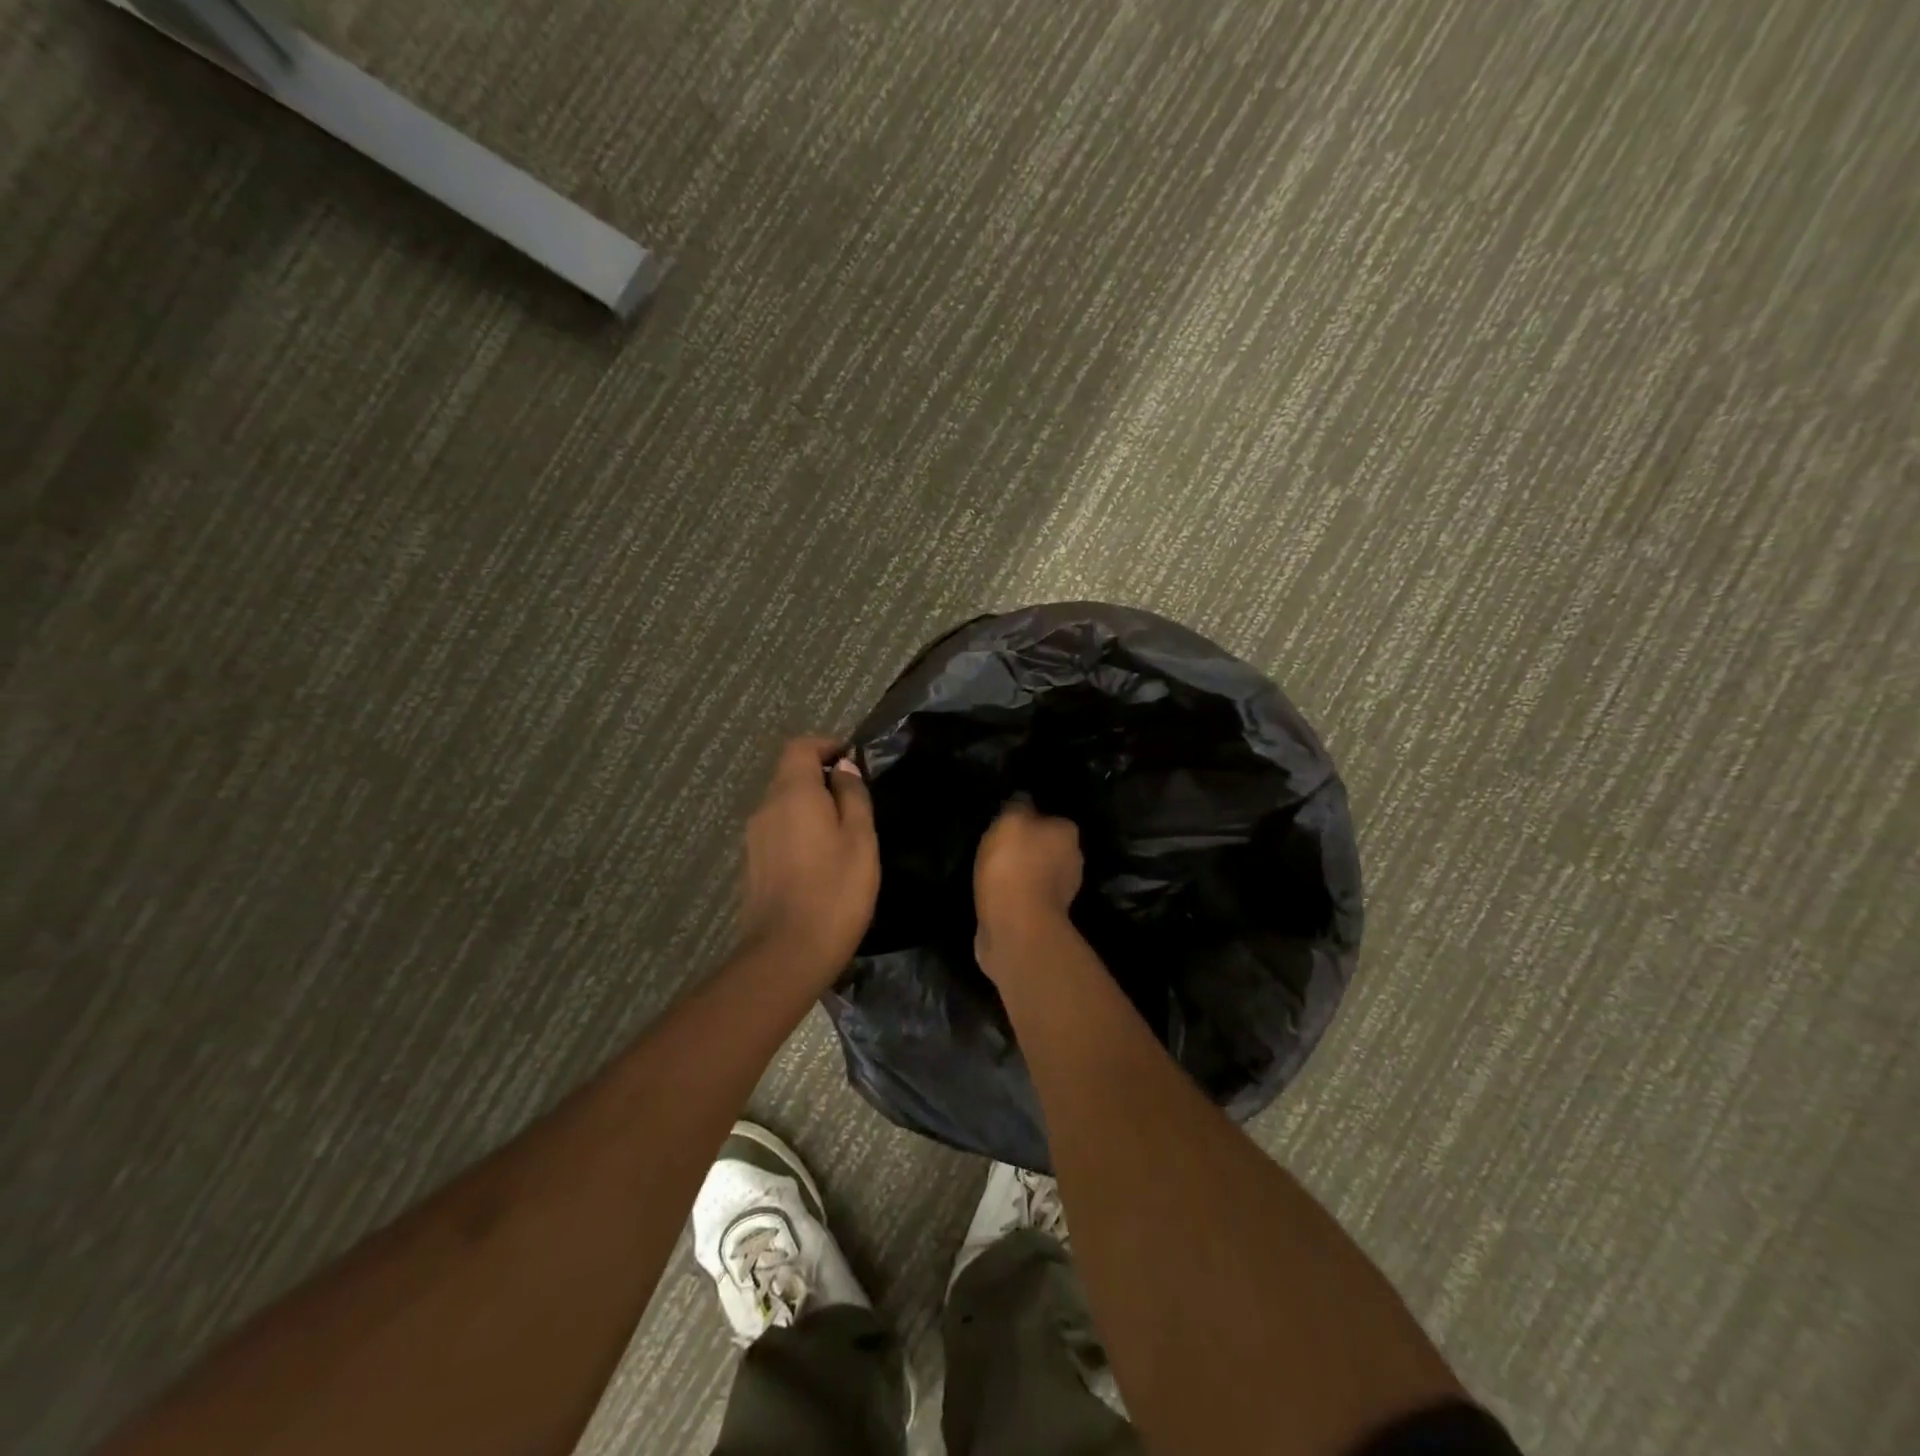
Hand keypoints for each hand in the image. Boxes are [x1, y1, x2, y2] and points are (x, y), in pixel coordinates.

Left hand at [739, 736, 879, 983]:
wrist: (787, 954)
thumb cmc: (835, 891)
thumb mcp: (860, 839)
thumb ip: (853, 796)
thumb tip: (843, 768)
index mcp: (792, 794)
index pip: (800, 747)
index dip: (826, 746)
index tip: (851, 760)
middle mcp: (766, 808)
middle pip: (789, 775)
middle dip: (821, 778)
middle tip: (855, 799)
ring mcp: (754, 838)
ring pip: (783, 805)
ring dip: (810, 806)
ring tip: (842, 832)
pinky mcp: (752, 864)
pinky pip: (777, 831)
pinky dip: (799, 830)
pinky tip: (821, 859)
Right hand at [973, 800, 1082, 982]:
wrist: (1016, 926)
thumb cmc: (1014, 864)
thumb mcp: (1010, 820)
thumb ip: (1018, 805)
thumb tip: (1025, 799)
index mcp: (1068, 832)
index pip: (1050, 818)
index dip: (1029, 820)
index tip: (1007, 825)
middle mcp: (1073, 859)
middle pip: (1047, 846)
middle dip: (1028, 848)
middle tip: (998, 848)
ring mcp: (1063, 892)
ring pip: (1040, 873)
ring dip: (1022, 873)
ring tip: (993, 873)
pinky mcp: (1047, 917)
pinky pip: (1029, 897)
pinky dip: (1017, 895)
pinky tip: (997, 896)